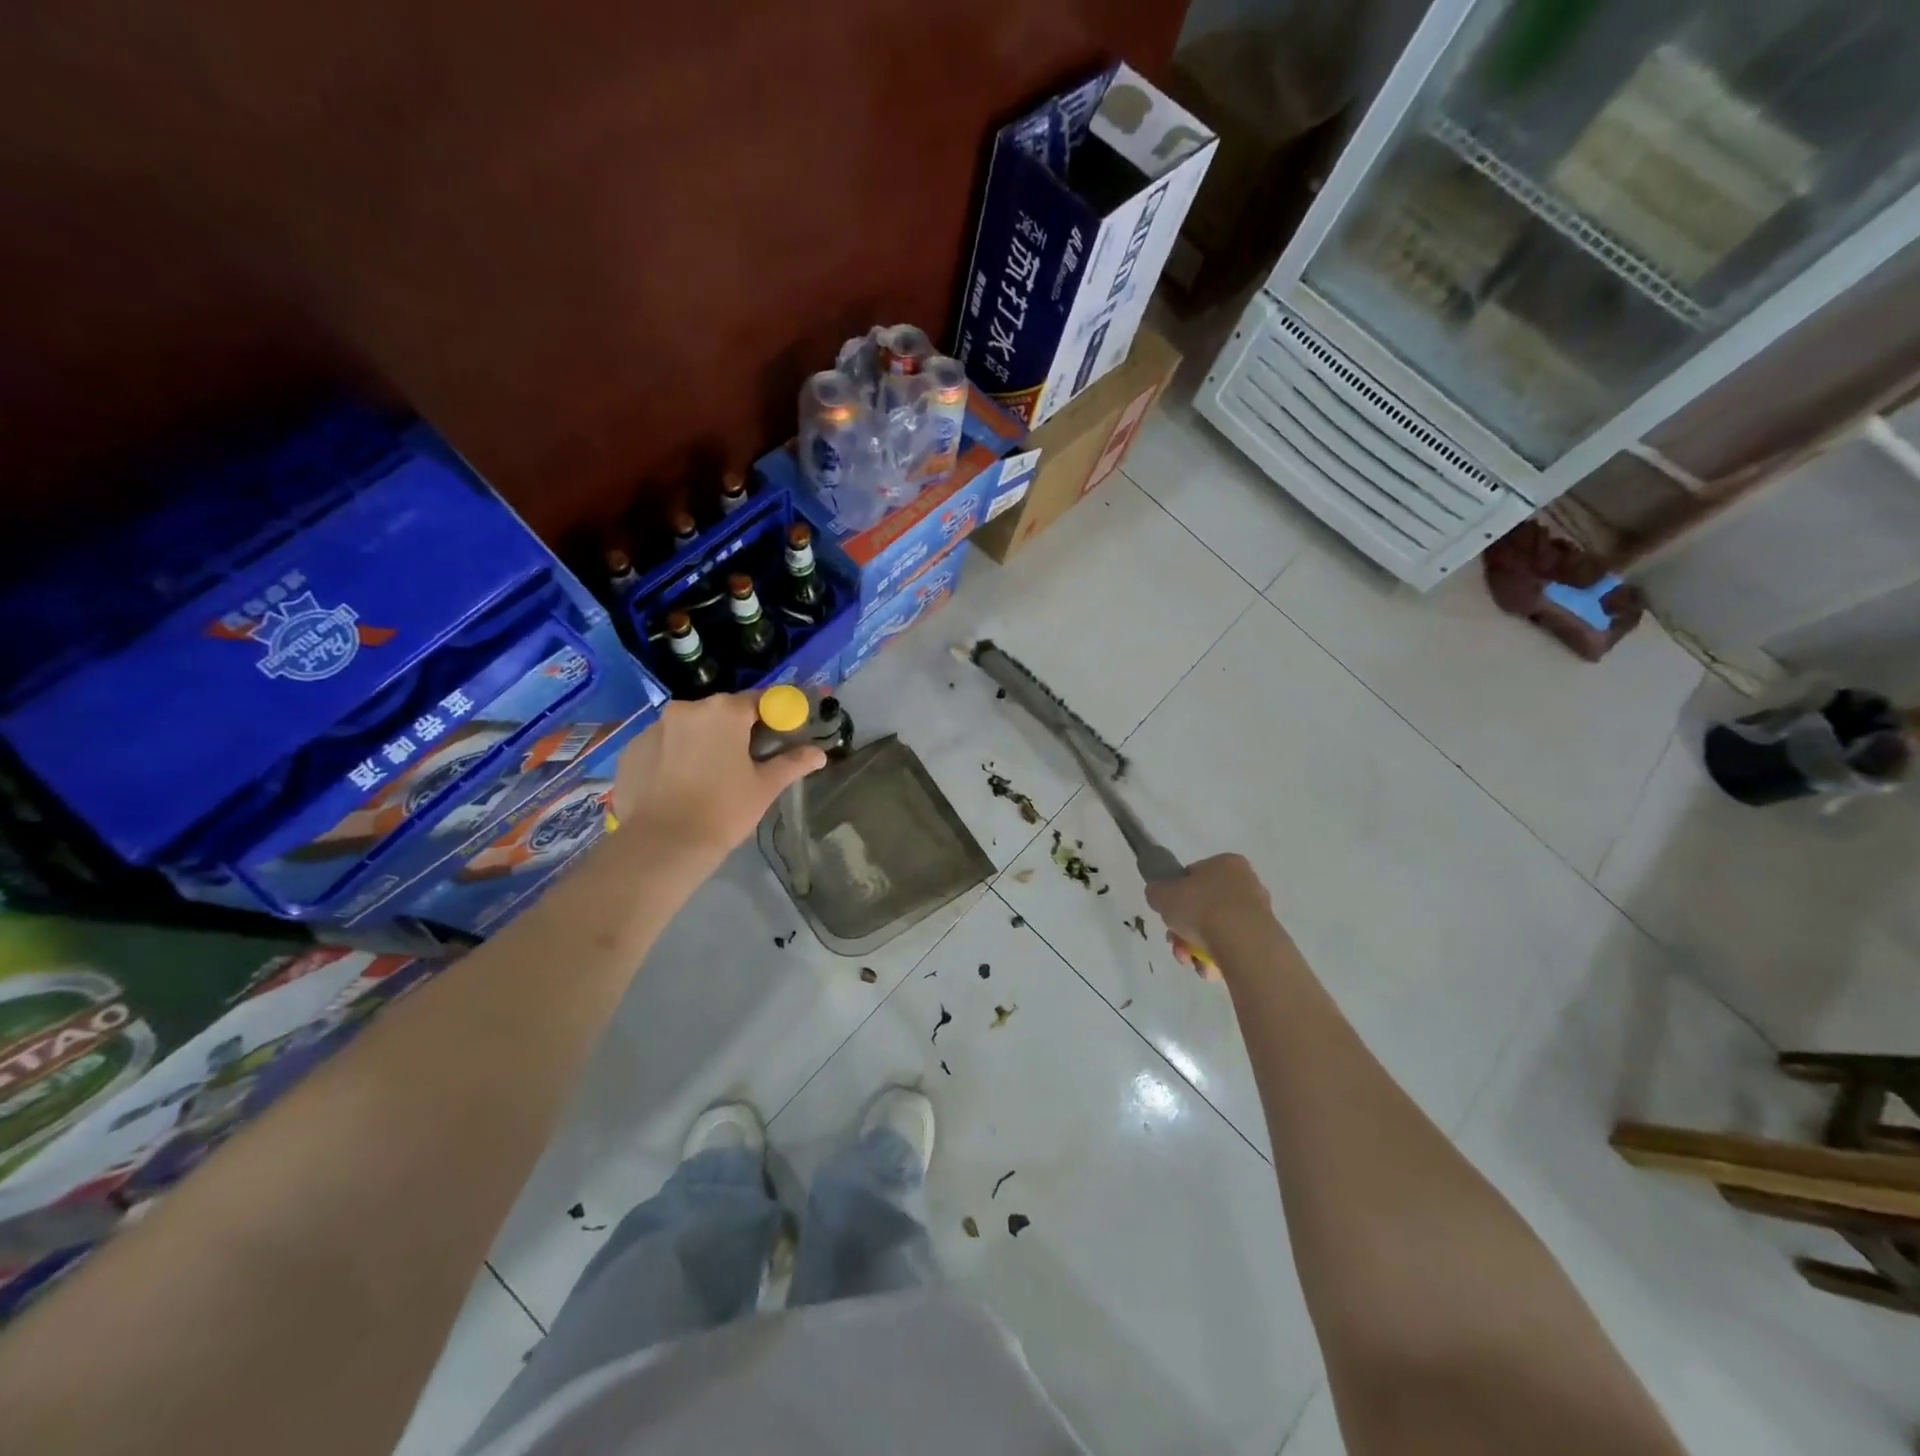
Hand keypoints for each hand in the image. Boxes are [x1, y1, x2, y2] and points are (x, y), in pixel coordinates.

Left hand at [611, 694, 825, 873]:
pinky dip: (675, 756)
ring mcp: (654, 727)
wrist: (662, 845)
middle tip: (748, 760)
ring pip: (690, 728)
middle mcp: (687, 709)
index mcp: (724, 711)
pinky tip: (680, 785)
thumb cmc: (724, 810)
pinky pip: (663, 745)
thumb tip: (820, 753)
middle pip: (722, 712)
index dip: (774, 715)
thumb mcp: (765, 787)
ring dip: (703, 741)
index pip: (759, 700)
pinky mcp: (631, 749)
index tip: (781, 734)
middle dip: (737, 729)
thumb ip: (793, 763)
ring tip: (710, 775)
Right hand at [1145, 854, 1272, 981]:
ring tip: (1191, 960)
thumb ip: (1157, 892)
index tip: (1169, 914)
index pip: (1194, 876)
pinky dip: (1218, 958)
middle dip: (1185, 928)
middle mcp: (1247, 883)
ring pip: (1217, 930)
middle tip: (1175, 943)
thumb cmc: (1201, 908)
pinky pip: (1233, 947)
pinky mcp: (1265, 939)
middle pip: (1204, 906)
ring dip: (1198, 946)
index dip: (1177, 896)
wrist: (1243, 943)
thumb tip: (1159, 895)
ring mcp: (1259, 912)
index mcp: (1225, 863)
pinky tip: (1209, 969)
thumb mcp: (1163, 894)